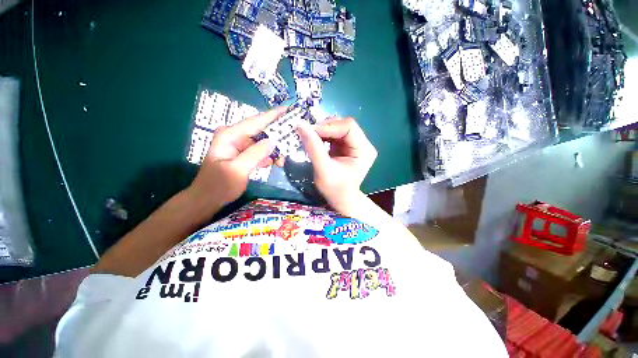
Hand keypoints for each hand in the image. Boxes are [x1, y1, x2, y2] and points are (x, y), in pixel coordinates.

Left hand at [189, 107, 287, 210]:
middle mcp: (234, 136)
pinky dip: (268, 155)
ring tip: (283, 160)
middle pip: (261, 130)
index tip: (289, 109)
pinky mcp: (242, 153)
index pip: (256, 121)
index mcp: (230, 135)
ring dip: (274, 149)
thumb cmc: (219, 186)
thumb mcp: (238, 171)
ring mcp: (238, 144)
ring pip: (262, 142)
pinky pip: (259, 150)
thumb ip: (255, 154)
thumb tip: (273, 141)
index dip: (274, 115)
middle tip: (292, 141)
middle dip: (277, 136)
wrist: (207, 199)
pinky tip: (274, 162)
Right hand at [298, 118, 376, 213]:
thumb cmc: (334, 188)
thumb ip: (313, 147)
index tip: (310, 131)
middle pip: (343, 125)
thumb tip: (300, 125)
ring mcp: (354, 144)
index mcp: (364, 149)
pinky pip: (334, 134)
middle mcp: (362, 143)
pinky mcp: (346, 146)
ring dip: (322, 131)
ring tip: (310, 138)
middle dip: (325, 128)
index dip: (329, 126)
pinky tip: (315, 141)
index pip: (348, 126)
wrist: (340, 198)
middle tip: (308, 134)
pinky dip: (323, 135)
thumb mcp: (323, 169)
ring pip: (337, 127)